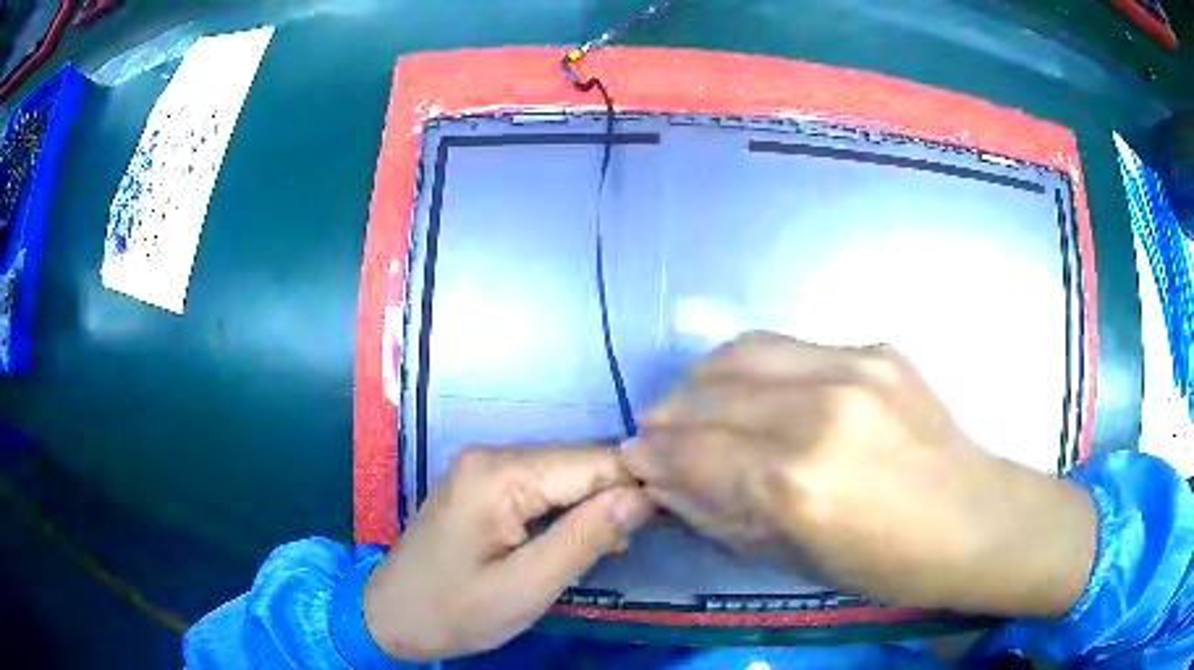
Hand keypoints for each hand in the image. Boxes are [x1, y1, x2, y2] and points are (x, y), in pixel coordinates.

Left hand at [363, 445, 651, 660]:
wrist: (391, 616)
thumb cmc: (455, 610)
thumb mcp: (526, 587)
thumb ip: (585, 538)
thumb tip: (642, 497)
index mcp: (499, 474)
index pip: (592, 461)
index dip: (637, 484)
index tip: (674, 514)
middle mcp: (492, 455)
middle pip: (578, 461)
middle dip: (617, 495)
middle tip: (643, 537)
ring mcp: (484, 467)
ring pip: (564, 472)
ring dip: (595, 504)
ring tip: (616, 544)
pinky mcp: (483, 485)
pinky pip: (542, 485)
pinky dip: (569, 508)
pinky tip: (583, 536)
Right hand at [622, 332, 1096, 616]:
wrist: (976, 519)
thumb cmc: (889, 564)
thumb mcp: (796, 558)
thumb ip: (727, 513)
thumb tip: (672, 482)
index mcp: (797, 483)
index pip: (693, 451)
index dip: (652, 455)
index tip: (634, 459)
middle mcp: (819, 412)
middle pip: (711, 393)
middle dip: (669, 414)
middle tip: (658, 433)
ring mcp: (853, 368)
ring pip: (743, 352)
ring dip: (704, 379)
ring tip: (695, 403)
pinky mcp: (876, 349)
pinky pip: (791, 347)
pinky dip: (754, 369)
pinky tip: (755, 392)